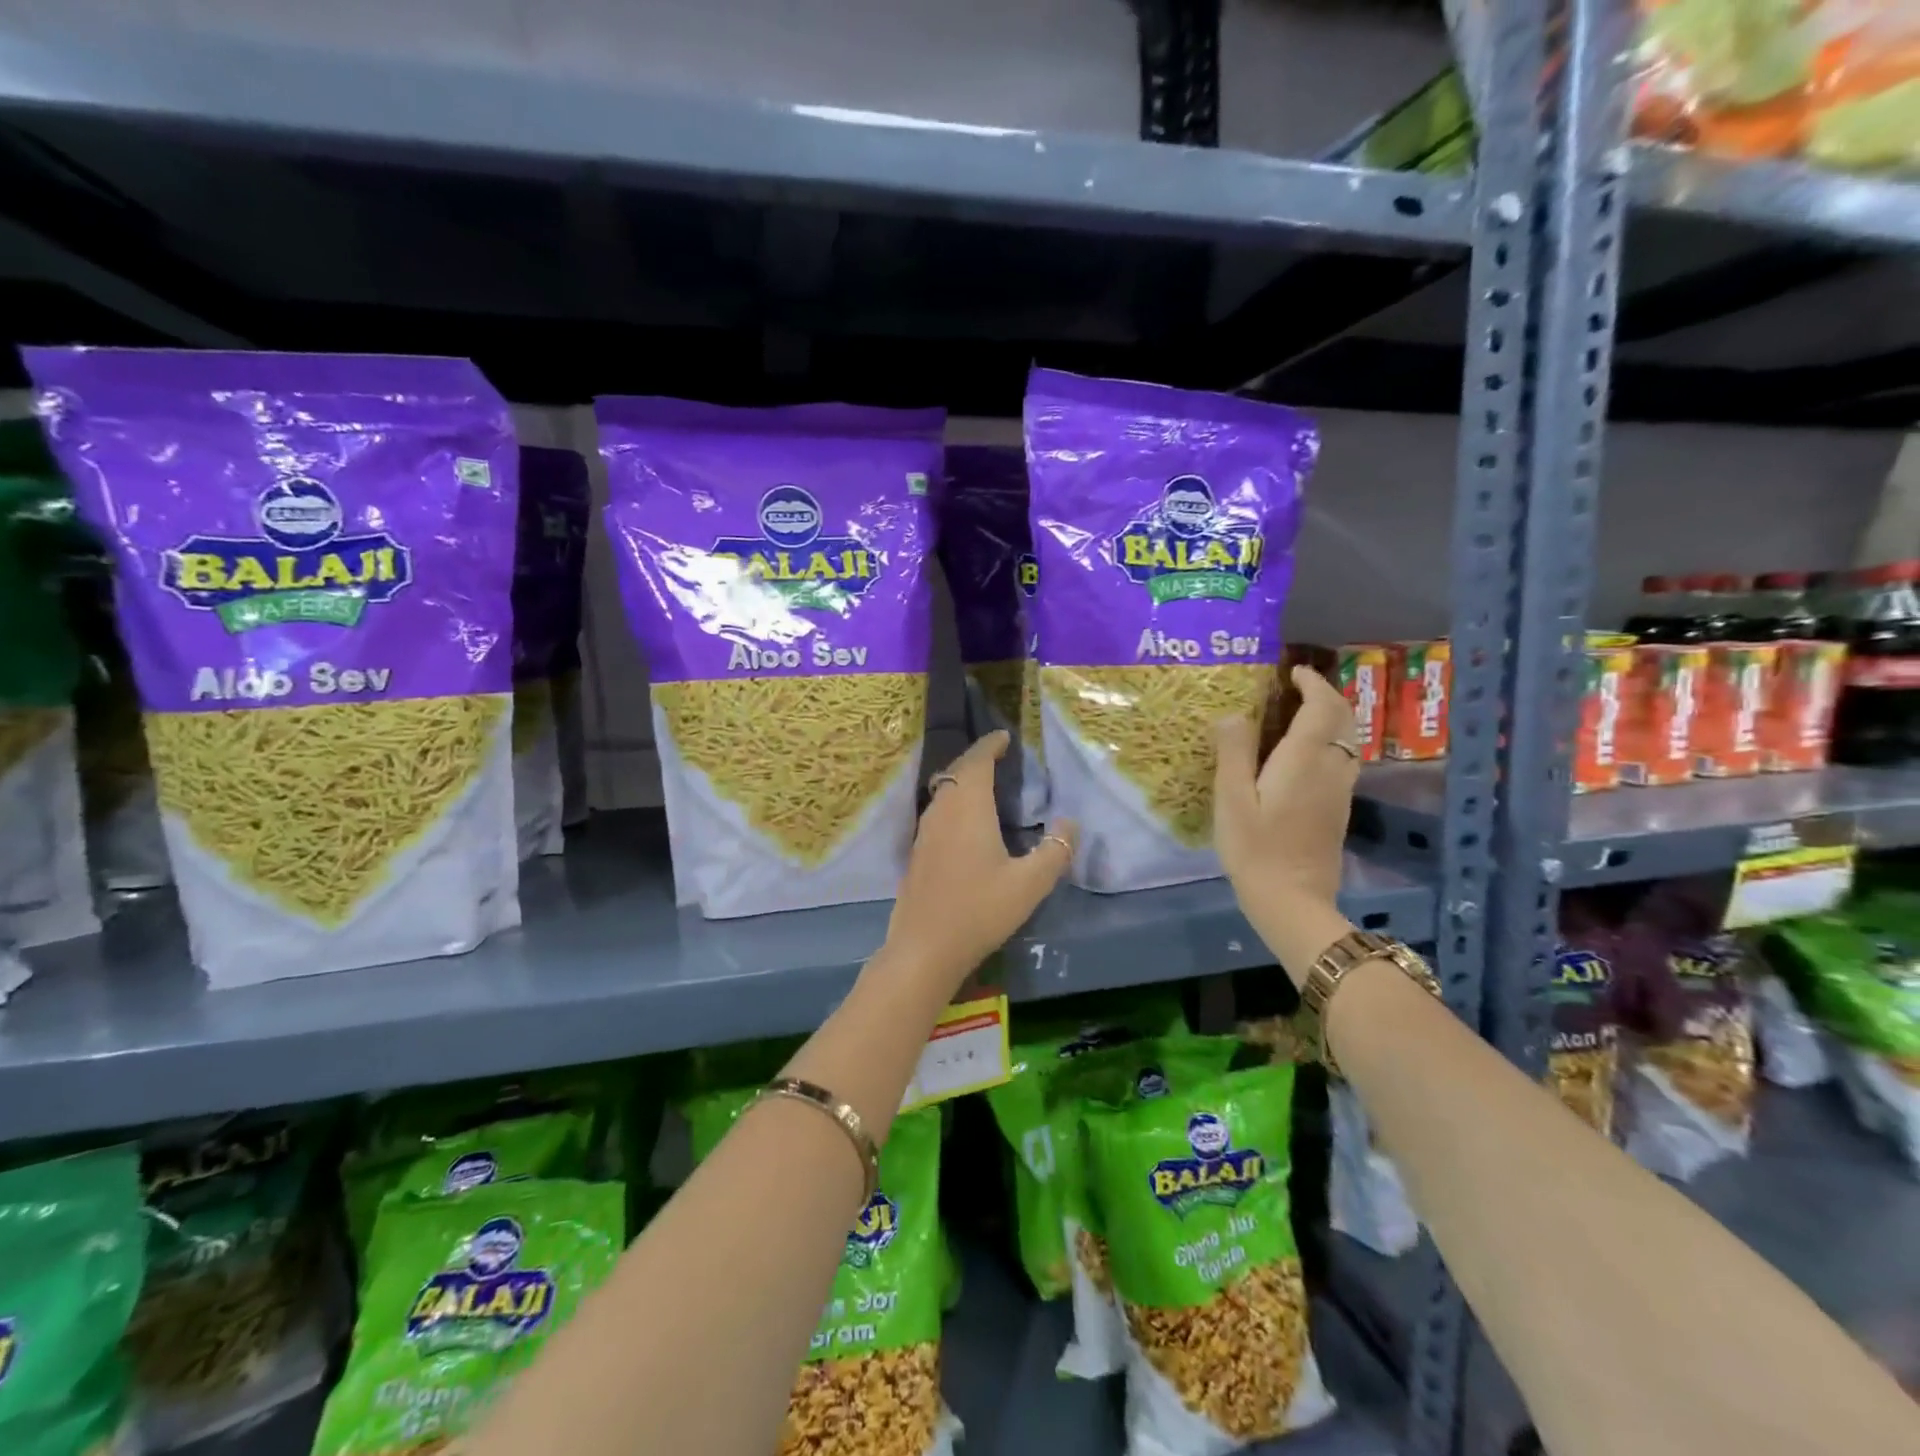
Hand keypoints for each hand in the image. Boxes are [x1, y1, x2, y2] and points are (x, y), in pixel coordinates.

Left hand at [884, 731, 1076, 997]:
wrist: (924, 947)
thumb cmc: (980, 910)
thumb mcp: (1030, 884)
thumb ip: (1056, 851)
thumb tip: (1071, 822)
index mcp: (968, 808)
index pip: (977, 762)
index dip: (990, 745)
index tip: (1004, 736)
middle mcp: (942, 811)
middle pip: (956, 772)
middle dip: (976, 758)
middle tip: (997, 755)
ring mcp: (924, 832)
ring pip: (943, 791)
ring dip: (962, 779)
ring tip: (984, 783)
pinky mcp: (917, 852)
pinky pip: (937, 811)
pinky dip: (952, 801)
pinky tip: (964, 822)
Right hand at [1213, 665, 1359, 911]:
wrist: (1292, 899)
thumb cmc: (1255, 848)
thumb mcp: (1231, 799)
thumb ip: (1234, 752)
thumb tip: (1232, 714)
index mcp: (1304, 759)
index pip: (1321, 706)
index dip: (1312, 683)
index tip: (1293, 671)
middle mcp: (1330, 768)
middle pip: (1344, 718)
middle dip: (1326, 695)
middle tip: (1297, 687)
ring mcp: (1339, 789)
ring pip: (1348, 739)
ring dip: (1331, 717)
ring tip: (1300, 713)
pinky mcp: (1338, 808)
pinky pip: (1343, 759)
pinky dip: (1330, 740)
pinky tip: (1304, 752)